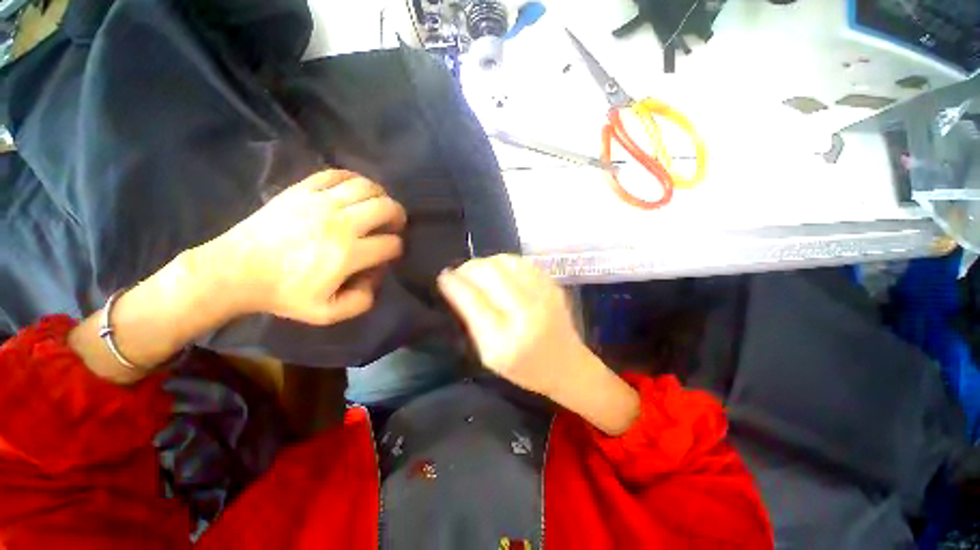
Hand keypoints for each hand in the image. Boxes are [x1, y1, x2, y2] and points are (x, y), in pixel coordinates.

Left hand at [200, 170, 405, 324]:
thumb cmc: (283, 293)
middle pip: (386, 208)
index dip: (397, 248)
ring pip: (366, 186)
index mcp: (347, 254)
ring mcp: (320, 202)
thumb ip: (361, 301)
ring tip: (378, 206)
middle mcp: (340, 223)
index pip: (391, 243)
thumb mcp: (327, 313)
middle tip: (394, 224)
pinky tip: (354, 191)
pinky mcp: (302, 190)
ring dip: (381, 196)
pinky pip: (337, 174)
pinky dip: (353, 179)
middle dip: (398, 216)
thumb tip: (375, 278)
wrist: (235, 270)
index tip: (389, 253)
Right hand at [437, 254, 590, 397]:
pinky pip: (521, 262)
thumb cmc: (524, 368)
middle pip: (490, 273)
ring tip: (478, 272)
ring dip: (485, 262)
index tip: (443, 277)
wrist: (567, 366)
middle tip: (459, 273)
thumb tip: (454, 286)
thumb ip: (471, 321)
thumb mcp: (489, 355)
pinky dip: (503, 263)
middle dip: (468, 268)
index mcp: (506, 340)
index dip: (454, 283)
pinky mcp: (553, 285)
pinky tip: (498, 272)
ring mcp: (544, 294)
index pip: (473, 300)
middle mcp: (527, 312)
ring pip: (505, 261)